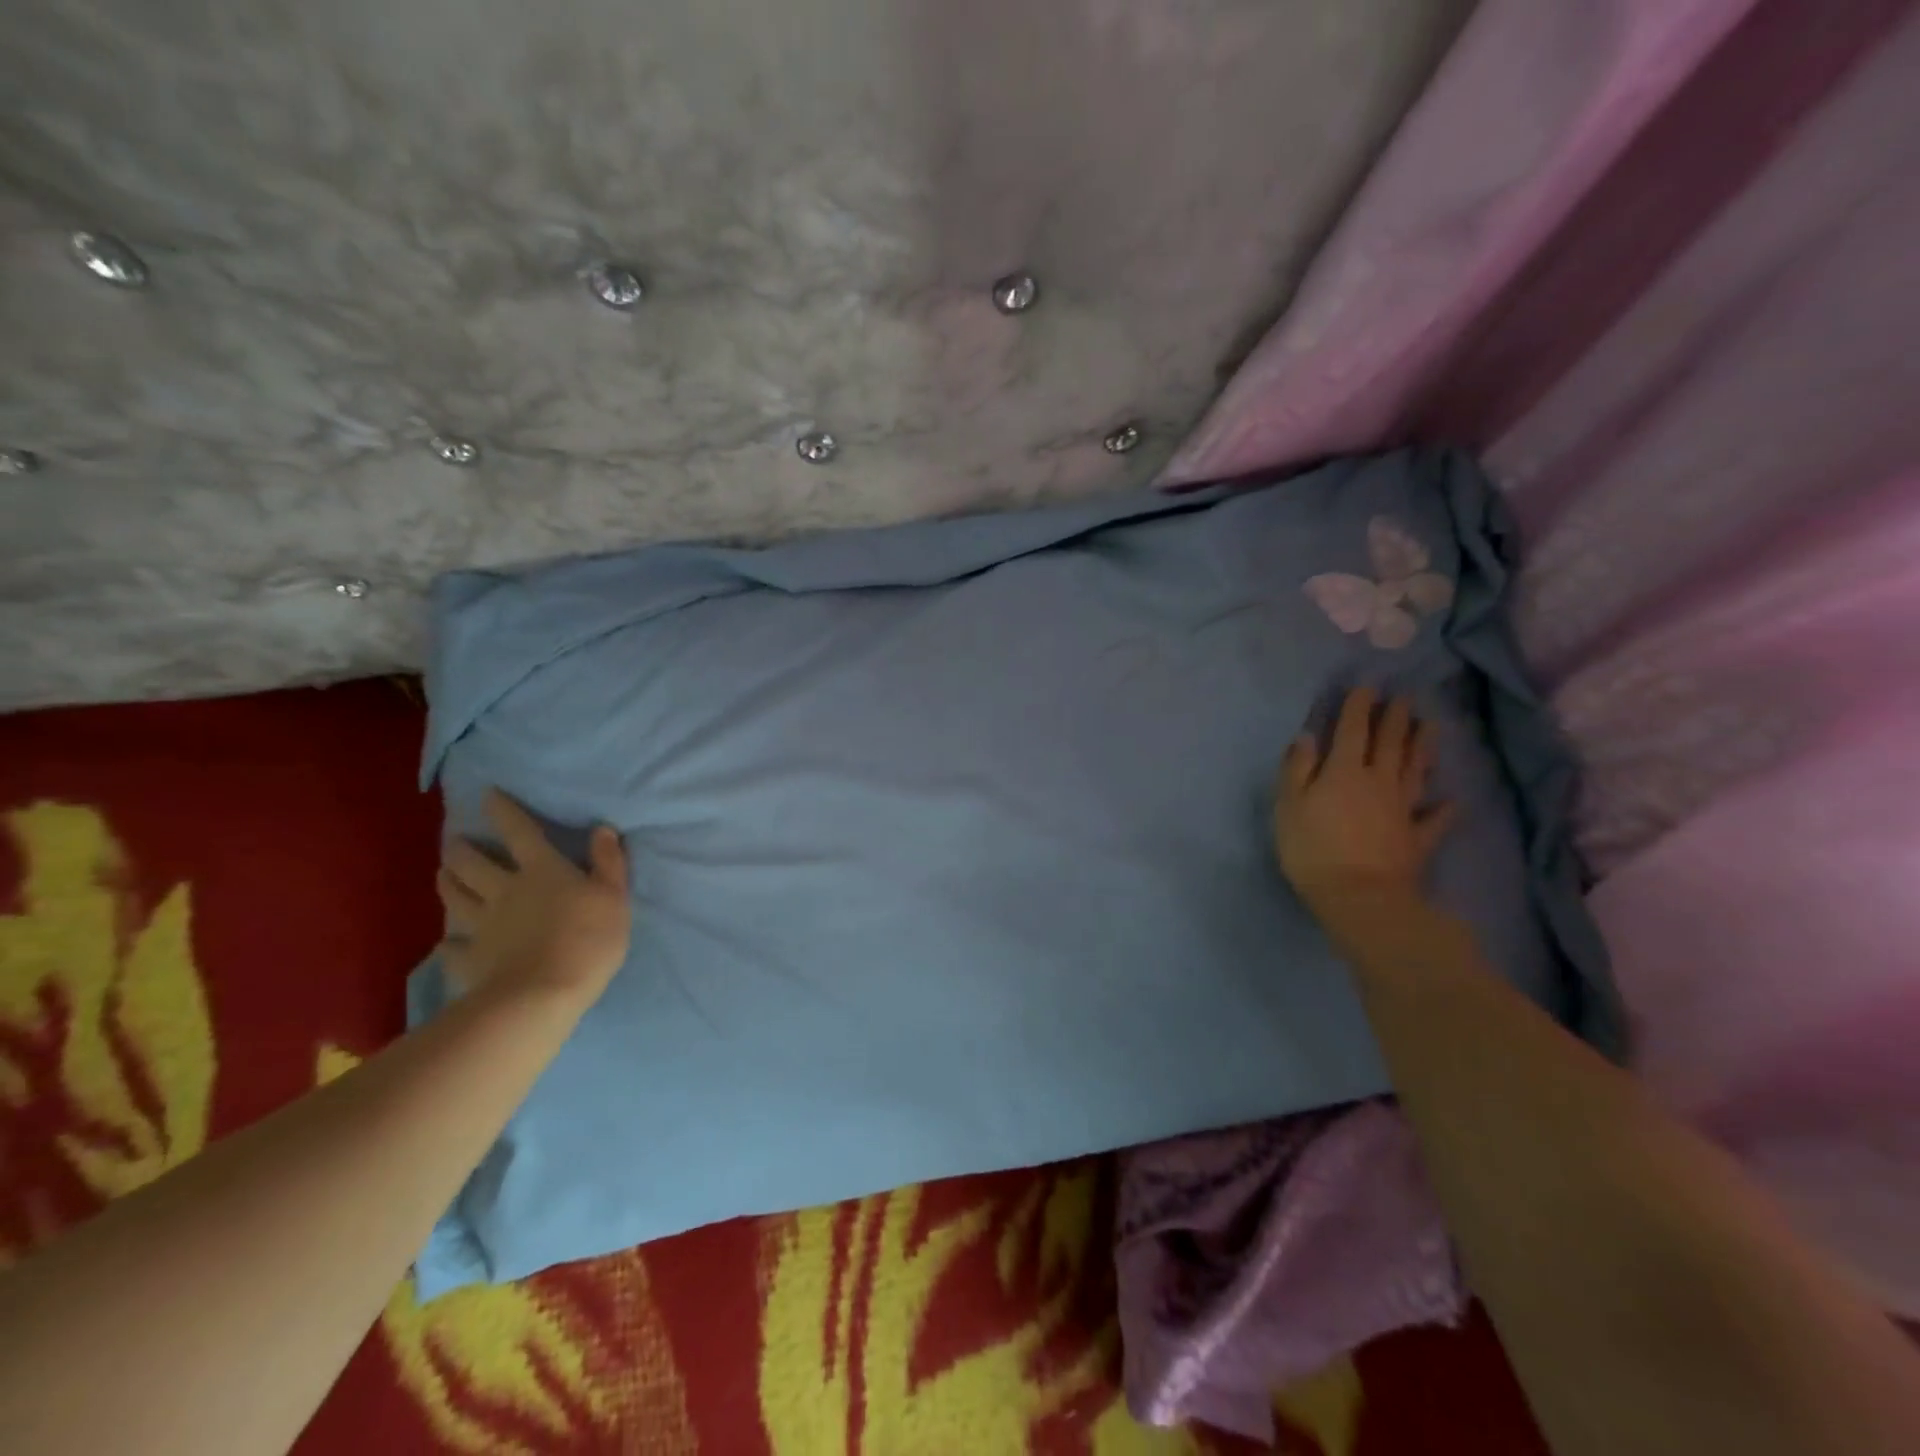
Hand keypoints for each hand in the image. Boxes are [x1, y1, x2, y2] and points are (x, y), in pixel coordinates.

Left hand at [436, 789, 631, 1009]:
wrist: (544, 995)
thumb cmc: (588, 939)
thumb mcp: (614, 896)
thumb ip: (608, 862)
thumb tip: (602, 829)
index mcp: (542, 871)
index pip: (520, 832)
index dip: (503, 811)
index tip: (487, 794)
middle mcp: (505, 890)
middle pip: (474, 863)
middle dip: (462, 848)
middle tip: (455, 842)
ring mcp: (482, 926)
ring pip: (456, 897)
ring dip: (448, 882)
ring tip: (443, 874)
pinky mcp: (470, 959)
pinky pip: (451, 948)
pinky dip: (447, 944)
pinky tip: (445, 943)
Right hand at [1274, 688, 1454, 941]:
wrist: (1359, 898)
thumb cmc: (1312, 849)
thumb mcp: (1288, 806)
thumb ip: (1297, 768)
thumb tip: (1308, 736)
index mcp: (1344, 771)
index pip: (1352, 730)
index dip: (1359, 707)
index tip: (1367, 686)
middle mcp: (1378, 782)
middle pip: (1390, 744)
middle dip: (1396, 719)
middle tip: (1405, 698)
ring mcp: (1402, 810)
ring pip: (1415, 771)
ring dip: (1423, 747)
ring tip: (1430, 726)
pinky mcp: (1417, 839)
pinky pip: (1434, 820)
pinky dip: (1444, 808)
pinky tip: (1452, 800)